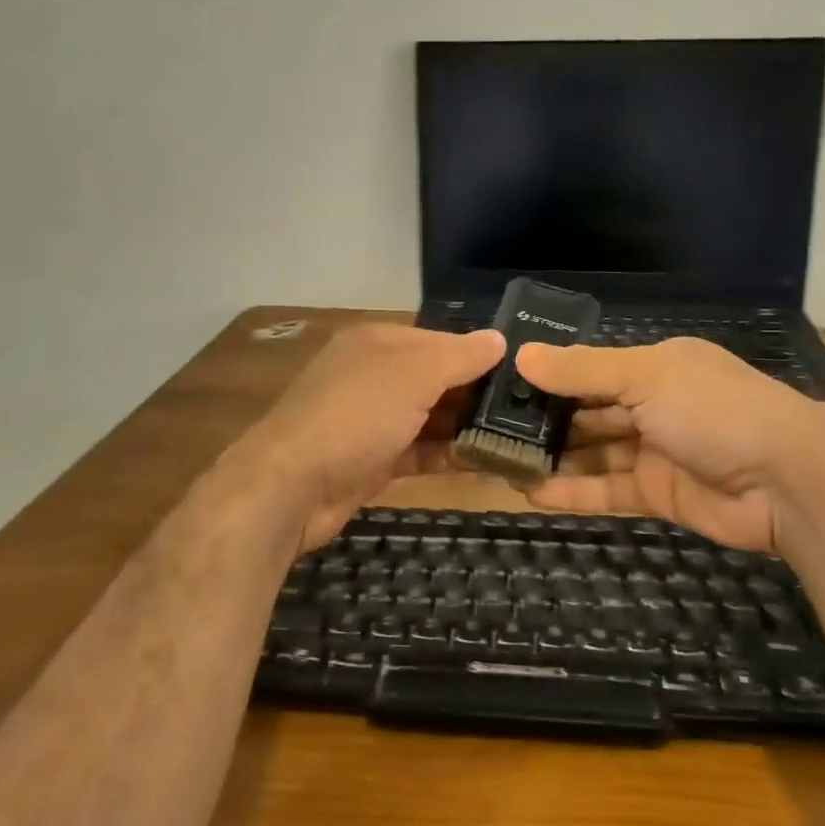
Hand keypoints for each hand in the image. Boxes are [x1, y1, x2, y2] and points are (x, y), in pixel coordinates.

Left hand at [226, 323, 505, 552]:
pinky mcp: (374, 460)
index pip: (442, 341)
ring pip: (432, 419)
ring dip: (469, 429)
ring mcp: (373, 421)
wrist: (292, 487)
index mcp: (380, 342)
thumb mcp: (413, 374)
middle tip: (532, 412)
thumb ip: (459, 356)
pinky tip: (487, 464)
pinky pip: (421, 452)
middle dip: (479, 395)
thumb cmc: (356, 415)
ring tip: (520, 440)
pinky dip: (450, 456)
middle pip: (439, 380)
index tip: (526, 374)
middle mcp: (375, 376)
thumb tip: (499, 339)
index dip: (481, 355)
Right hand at [514, 337, 824, 552]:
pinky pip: (606, 489)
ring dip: (553, 458)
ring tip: (502, 463)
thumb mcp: (647, 376)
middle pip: (589, 411)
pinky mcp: (657, 493)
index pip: (592, 368)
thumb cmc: (715, 411)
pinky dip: (573, 491)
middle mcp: (654, 404)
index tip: (503, 387)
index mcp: (656, 366)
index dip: (550, 377)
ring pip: (593, 452)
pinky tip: (531, 493)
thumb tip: (522, 355)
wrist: (787, 482)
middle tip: (491, 430)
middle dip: (546, 421)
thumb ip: (583, 370)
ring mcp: (656, 451)